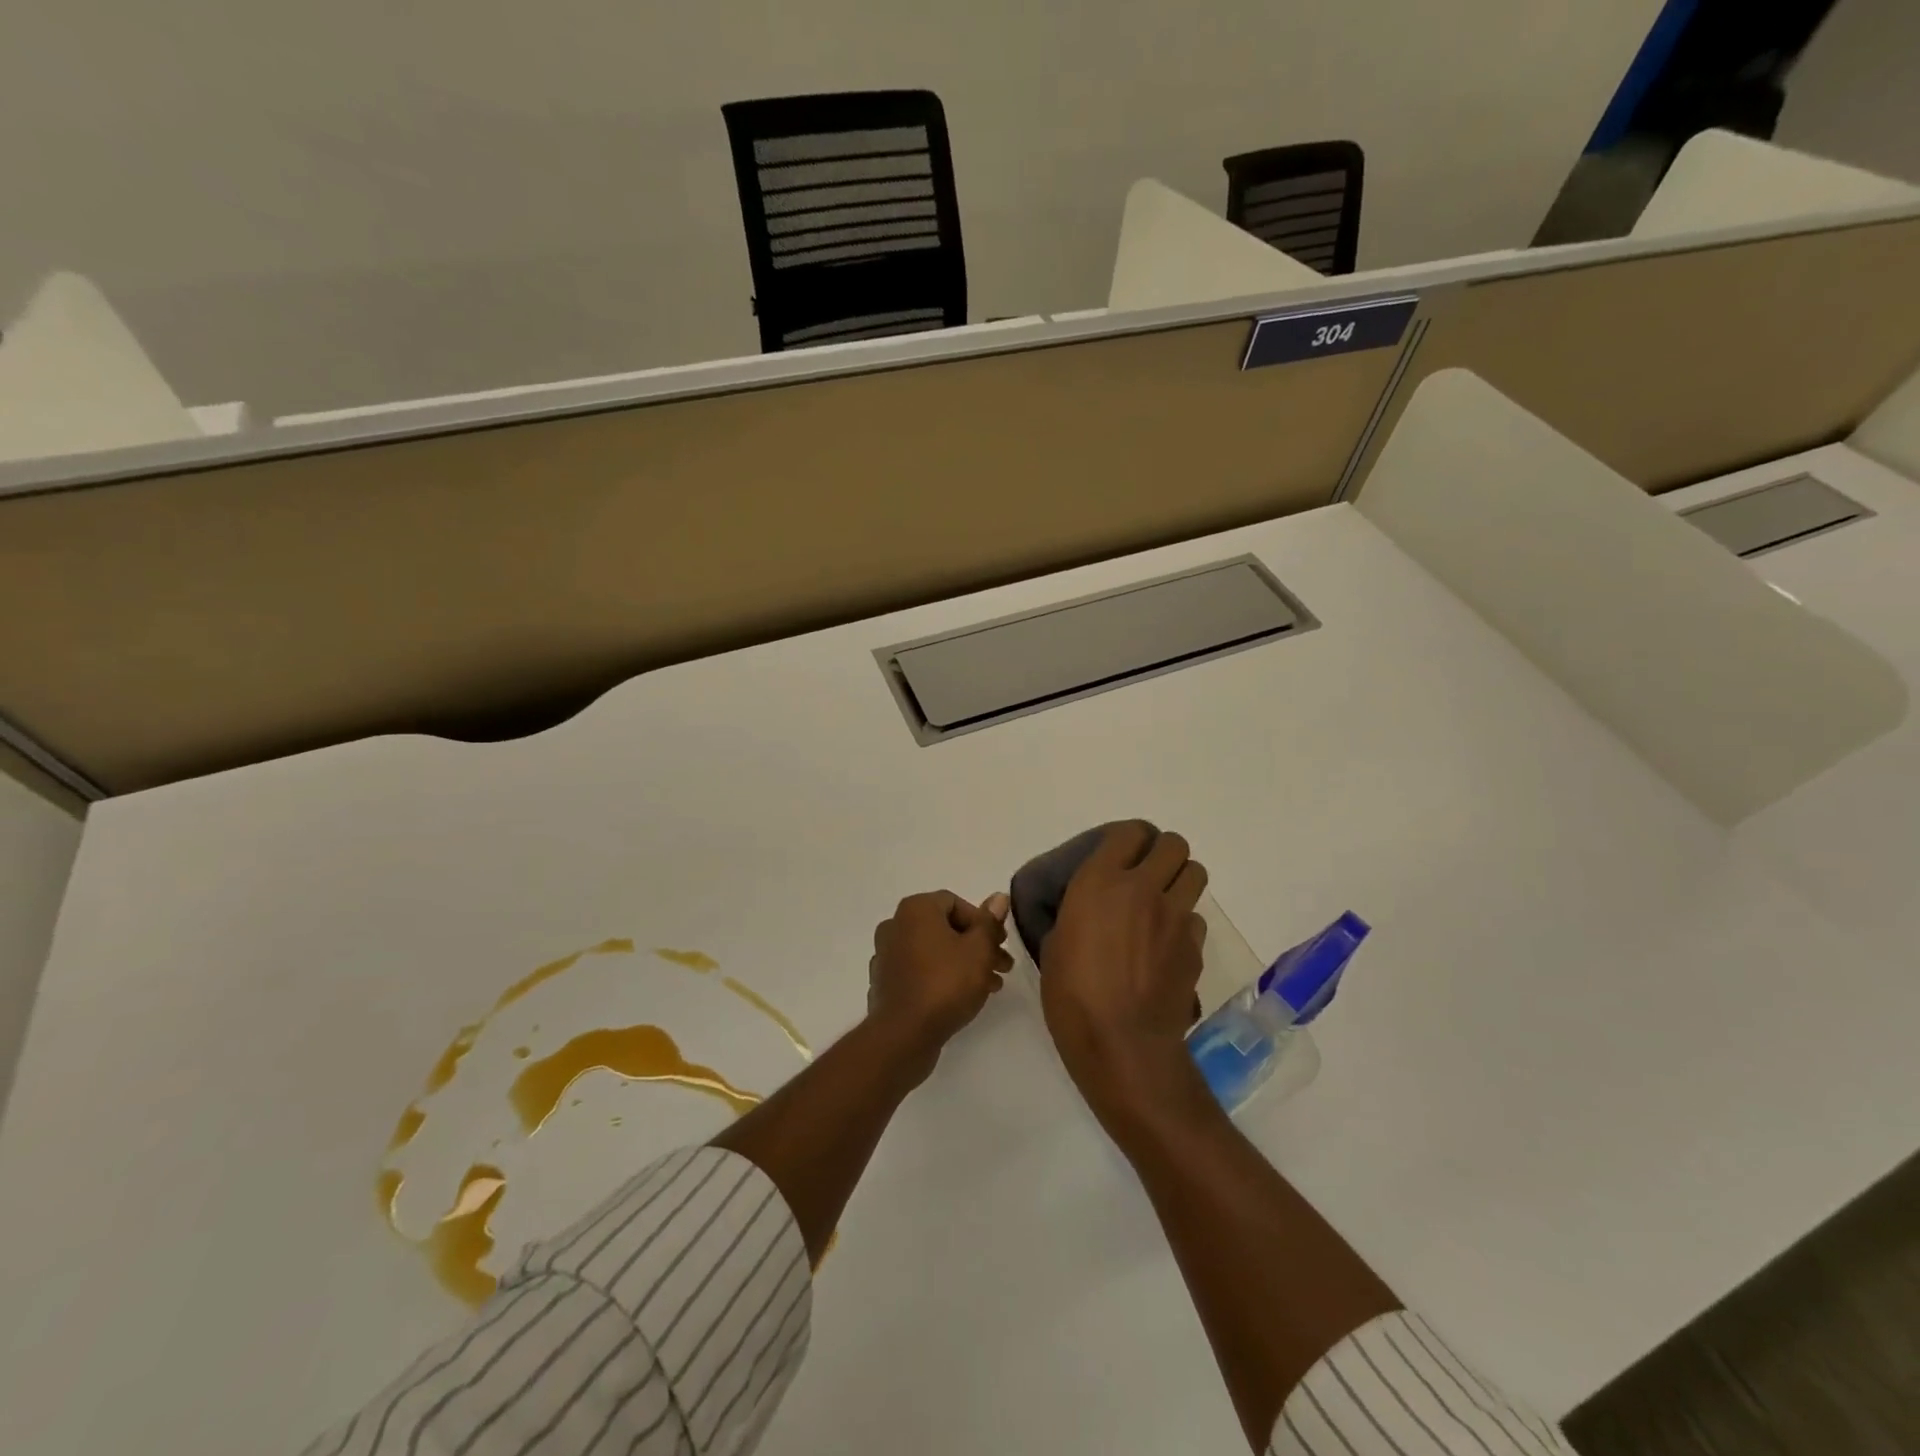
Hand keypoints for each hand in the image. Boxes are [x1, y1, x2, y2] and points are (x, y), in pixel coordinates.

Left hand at [867, 890, 1012, 1080]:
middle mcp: (895, 925)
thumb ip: (989, 923)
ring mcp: (886, 955)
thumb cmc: (945, 983)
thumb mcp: (979, 950)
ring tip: (991, 986)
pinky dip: (942, 977)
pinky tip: (964, 997)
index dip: (983, 922)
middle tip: (1002, 966)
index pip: (955, 903)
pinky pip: (920, 971)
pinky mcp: (885, 982)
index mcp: (915, 909)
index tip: (1000, 944)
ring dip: (964, 963)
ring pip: (934, 951)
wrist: (903, 1035)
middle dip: (977, 945)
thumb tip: (999, 897)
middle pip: (945, 927)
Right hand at [1040, 822, 1208, 1120]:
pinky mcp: (1196, 946)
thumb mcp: (1056, 945)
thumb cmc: (1072, 996)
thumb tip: (1087, 909)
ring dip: (1180, 880)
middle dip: (1163, 853)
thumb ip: (1076, 914)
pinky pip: (1196, 917)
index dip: (1129, 839)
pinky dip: (1185, 923)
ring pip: (1195, 872)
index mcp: (1099, 883)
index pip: (1129, 833)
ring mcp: (1175, 916)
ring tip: (1163, 903)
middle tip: (1147, 874)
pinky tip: (1167, 945)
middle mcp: (1143, 889)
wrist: (1122, 1045)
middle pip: (1173, 844)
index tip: (1121, 854)